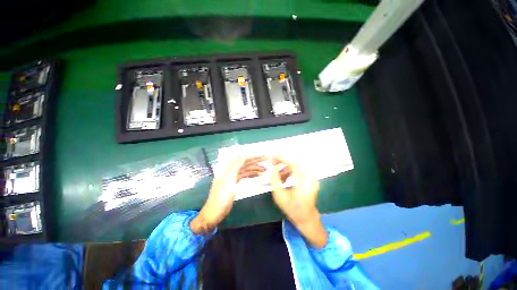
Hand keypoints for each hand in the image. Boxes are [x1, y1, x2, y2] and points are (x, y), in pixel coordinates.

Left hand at [190, 156, 266, 233]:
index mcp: (229, 169)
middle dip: (256, 161)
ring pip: (246, 169)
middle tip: (267, 160)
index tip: (263, 155)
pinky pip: (244, 175)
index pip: (243, 158)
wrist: (215, 212)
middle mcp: (231, 170)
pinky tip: (258, 175)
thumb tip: (243, 156)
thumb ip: (235, 167)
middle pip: (245, 163)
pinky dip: (251, 174)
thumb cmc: (221, 197)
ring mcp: (232, 177)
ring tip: (265, 169)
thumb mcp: (229, 180)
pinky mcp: (234, 183)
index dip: (253, 156)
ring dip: (255, 168)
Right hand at [271, 156, 326, 247]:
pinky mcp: (311, 178)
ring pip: (297, 167)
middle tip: (274, 164)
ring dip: (286, 169)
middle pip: (295, 163)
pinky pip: (299, 170)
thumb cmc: (292, 208)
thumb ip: (275, 179)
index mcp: (304, 183)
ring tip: (278, 176)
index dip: (283, 159)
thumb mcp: (279, 195)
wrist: (306, 217)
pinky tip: (284, 179)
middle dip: (283, 162)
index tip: (274, 156)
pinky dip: (290, 172)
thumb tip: (273, 167)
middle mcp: (310, 178)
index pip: (294, 165)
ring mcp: (312, 178)